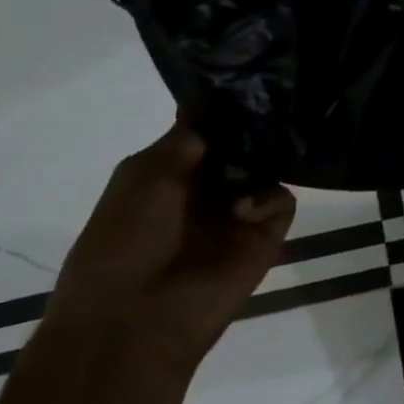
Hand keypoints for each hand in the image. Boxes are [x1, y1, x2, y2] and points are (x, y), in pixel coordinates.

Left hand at [47, 122, 295, 368]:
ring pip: (268, 166)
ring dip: (261, 162)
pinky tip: (242, 211)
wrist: (132, 322)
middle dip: (254, 128)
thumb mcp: (142, 174)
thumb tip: (218, 103)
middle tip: (267, 109)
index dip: (226, 108)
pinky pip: (281, 200)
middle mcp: (210, 188)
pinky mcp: (264, 237)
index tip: (248, 81)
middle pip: (245, 143)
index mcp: (174, 173)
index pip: (212, 128)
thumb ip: (185, 136)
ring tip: (246, 170)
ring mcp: (238, 212)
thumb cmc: (123, 240)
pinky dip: (266, 199)